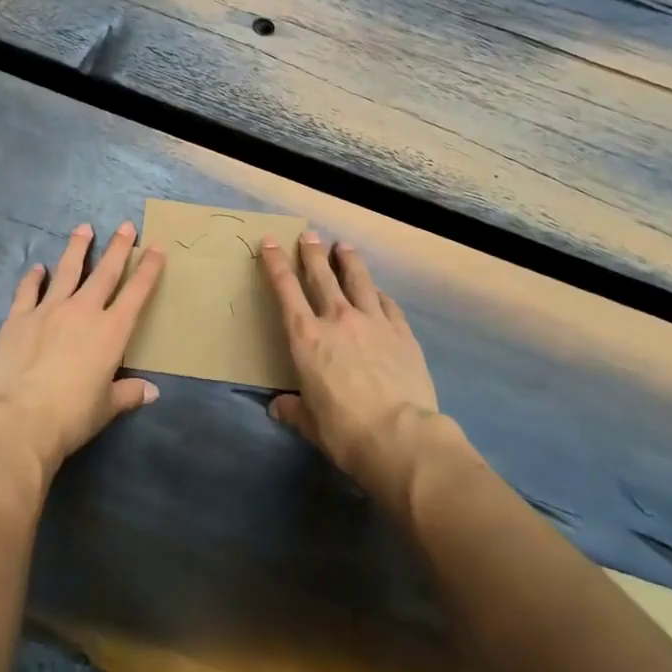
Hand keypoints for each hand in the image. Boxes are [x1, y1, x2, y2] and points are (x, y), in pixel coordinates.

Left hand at [0, 221, 165, 480]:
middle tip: (126, 225)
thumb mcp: (106, 408)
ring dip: (77, 248)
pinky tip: (37, 268)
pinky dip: (33, 278)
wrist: (20, 420)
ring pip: (67, 270)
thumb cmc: (72, 417)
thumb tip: (152, 392)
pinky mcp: (19, 317)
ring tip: (84, 228)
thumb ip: (129, 393)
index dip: (149, 269)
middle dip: (119, 247)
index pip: (136, 293)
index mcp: (111, 332)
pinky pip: (28, 290)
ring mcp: (49, 310)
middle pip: (105, 272)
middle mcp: (83, 311)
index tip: (157, 247)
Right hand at [260, 231, 442, 505]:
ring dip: (348, 260)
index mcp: (306, 337)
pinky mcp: (402, 333)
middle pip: (322, 275)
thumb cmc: (345, 431)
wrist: (400, 437)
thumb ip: (294, 409)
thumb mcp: (311, 423)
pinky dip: (379, 294)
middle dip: (312, 252)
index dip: (275, 263)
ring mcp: (373, 322)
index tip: (270, 242)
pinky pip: (387, 304)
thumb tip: (279, 407)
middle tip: (309, 234)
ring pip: (358, 280)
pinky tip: (378, 292)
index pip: (285, 289)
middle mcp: (338, 319)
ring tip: (343, 246)